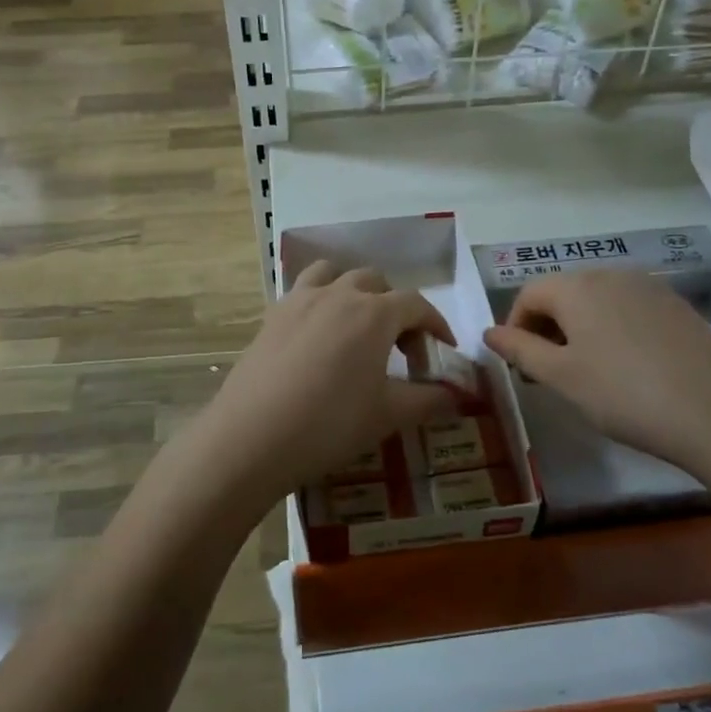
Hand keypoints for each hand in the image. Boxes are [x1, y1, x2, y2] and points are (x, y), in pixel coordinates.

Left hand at [189, 260, 457, 510]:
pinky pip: (302, 291)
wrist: (252, 437)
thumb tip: (458, 395)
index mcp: (374, 313)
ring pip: (334, 274)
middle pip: (376, 282)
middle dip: (395, 307)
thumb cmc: (330, 424)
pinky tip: (317, 336)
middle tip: (399, 347)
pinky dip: (319, 300)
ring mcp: (300, 300)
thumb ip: (429, 400)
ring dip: (353, 290)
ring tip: (356, 325)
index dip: (436, 324)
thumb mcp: (388, 416)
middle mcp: (339, 294)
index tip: (443, 349)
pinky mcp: (272, 316)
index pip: (417, 304)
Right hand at [483, 269, 710, 490]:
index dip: (515, 327)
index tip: (520, 366)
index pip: (529, 294)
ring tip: (587, 371)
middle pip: (563, 293)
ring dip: (580, 328)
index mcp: (577, 287)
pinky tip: (628, 367)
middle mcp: (611, 275)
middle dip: (547, 327)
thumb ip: (520, 350)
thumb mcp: (562, 377)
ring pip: (598, 301)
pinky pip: (629, 309)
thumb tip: (489, 333)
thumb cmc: (625, 394)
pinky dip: (613, 330)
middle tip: (549, 372)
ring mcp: (650, 288)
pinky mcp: (678, 307)